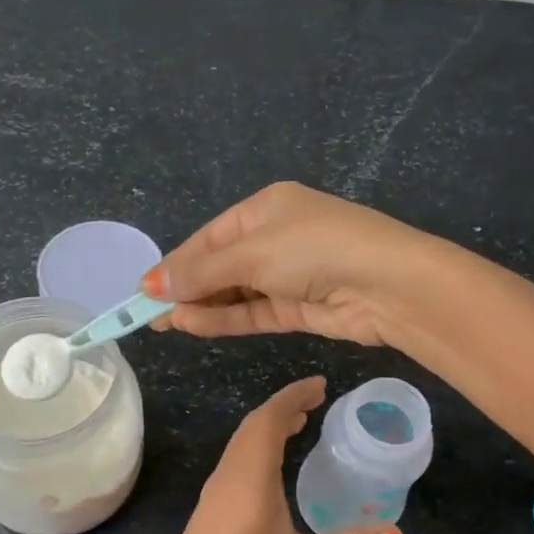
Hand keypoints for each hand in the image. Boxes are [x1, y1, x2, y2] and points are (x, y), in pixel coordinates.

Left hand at [141, 376, 399, 533]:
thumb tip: (394, 533)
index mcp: (249, 481)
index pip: (269, 420)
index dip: (294, 397)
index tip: (321, 385)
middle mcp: (226, 478)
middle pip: (252, 427)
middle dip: (284, 407)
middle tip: (317, 401)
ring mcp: (211, 496)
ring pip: (239, 444)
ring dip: (267, 427)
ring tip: (300, 424)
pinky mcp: (206, 513)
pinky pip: (233, 463)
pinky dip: (256, 448)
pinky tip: (272, 466)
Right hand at [143, 182, 441, 345]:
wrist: (388, 285)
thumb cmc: (315, 248)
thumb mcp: (252, 252)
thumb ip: (202, 271)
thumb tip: (152, 284)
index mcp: (267, 207)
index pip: (211, 236)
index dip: (178, 262)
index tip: (145, 289)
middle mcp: (277, 238)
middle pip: (221, 264)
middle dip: (186, 287)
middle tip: (148, 313)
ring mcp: (289, 275)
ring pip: (235, 292)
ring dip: (202, 306)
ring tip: (165, 323)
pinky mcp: (300, 307)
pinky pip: (253, 312)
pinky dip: (225, 319)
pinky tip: (193, 326)